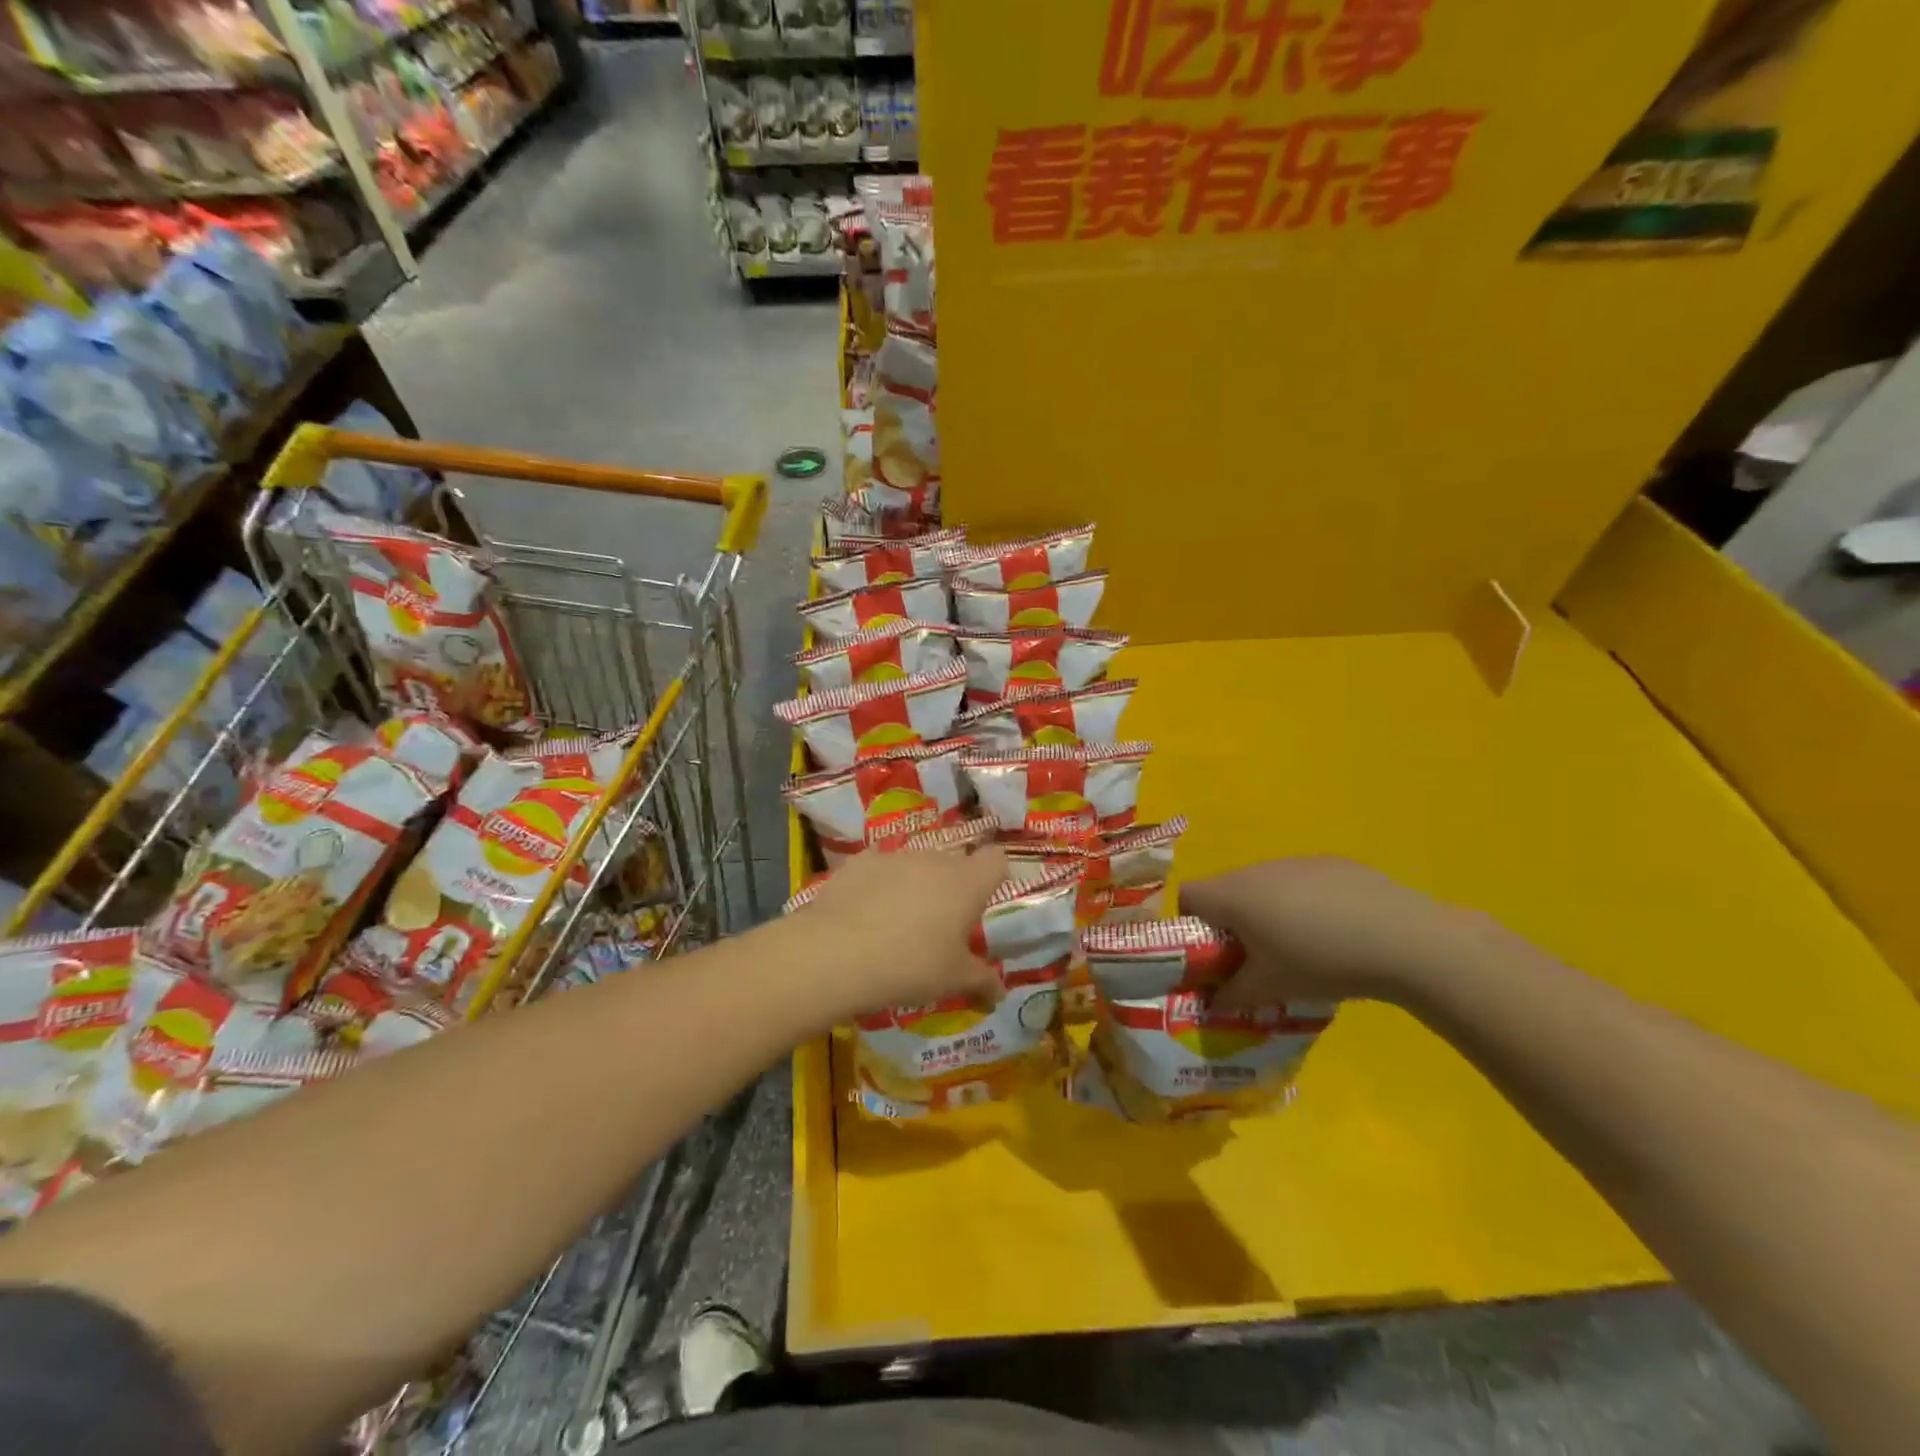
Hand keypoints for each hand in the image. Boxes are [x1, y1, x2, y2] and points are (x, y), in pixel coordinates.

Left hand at [795, 846, 1008, 1017]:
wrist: (837, 953)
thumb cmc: (911, 965)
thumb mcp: (953, 981)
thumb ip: (982, 981)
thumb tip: (1000, 991)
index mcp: (966, 883)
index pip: (996, 860)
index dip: (994, 876)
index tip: (984, 902)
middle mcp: (934, 859)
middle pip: (953, 864)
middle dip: (950, 889)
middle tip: (939, 928)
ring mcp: (895, 856)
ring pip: (915, 865)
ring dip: (914, 886)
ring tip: (897, 924)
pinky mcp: (859, 861)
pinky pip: (878, 869)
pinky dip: (877, 885)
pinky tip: (863, 914)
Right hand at [1180, 856, 1485, 1012]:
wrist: (1401, 938)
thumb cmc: (1319, 961)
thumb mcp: (1270, 988)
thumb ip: (1232, 996)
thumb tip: (1212, 1004)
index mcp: (1233, 894)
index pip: (1188, 895)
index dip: (1191, 924)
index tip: (1214, 954)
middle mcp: (1257, 869)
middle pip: (1226, 890)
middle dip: (1232, 922)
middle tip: (1256, 959)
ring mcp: (1296, 862)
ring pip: (1265, 885)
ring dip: (1268, 912)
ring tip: (1301, 948)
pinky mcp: (1332, 863)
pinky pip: (1301, 882)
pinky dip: (1304, 903)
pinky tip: (1337, 932)